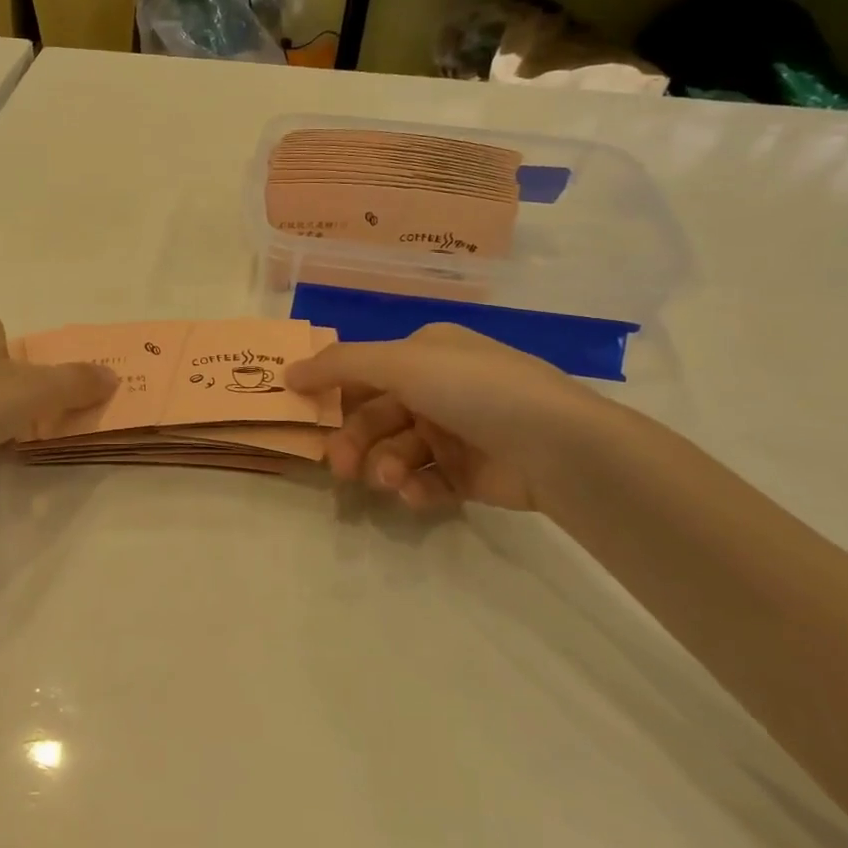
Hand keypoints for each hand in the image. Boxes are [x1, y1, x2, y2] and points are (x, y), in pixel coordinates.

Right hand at [286, 324, 602, 510]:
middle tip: (340, 468)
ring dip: (385, 466)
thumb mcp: (402, 363)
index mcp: (425, 353)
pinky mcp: (470, 474)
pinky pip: (426, 479)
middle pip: (375, 416)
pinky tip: (417, 494)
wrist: (559, 446)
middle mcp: (438, 388)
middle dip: (354, 441)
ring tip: (391, 481)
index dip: (331, 392)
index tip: (302, 415)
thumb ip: (341, 365)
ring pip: (397, 451)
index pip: (364, 370)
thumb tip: (288, 371)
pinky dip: (416, 488)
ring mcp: (456, 431)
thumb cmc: (473, 390)